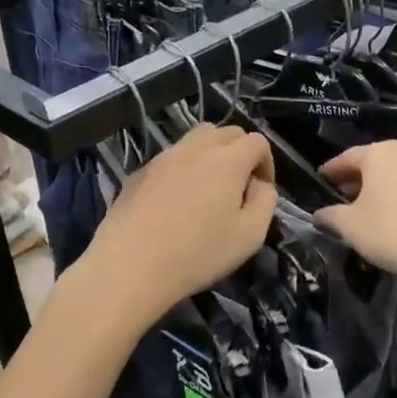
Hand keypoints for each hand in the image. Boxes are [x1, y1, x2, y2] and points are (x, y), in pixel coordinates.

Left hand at [80, 126, 277, 320]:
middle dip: (240, 151)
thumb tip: (259, 184)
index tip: (261, 189)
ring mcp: (164, 157)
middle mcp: (196, 148)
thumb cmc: (197, 253)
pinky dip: (183, 167)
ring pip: (196, 139)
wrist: (130, 266)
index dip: (266, 162)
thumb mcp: (250, 235)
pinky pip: (171, 157)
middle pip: (227, 131)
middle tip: (239, 185)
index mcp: (227, 160)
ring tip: (209, 187)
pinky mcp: (140, 171)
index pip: (257, 141)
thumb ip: (265, 201)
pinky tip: (176, 200)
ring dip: (211, 154)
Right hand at [315, 141, 396, 291]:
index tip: (320, 180)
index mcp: (380, 153)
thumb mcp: (350, 226)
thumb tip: (317, 215)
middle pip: (372, 163)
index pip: (346, 157)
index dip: (331, 171)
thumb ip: (329, 216)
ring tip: (365, 208)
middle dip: (355, 179)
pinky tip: (392, 215)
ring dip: (378, 188)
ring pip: (394, 174)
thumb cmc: (392, 232)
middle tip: (339, 196)